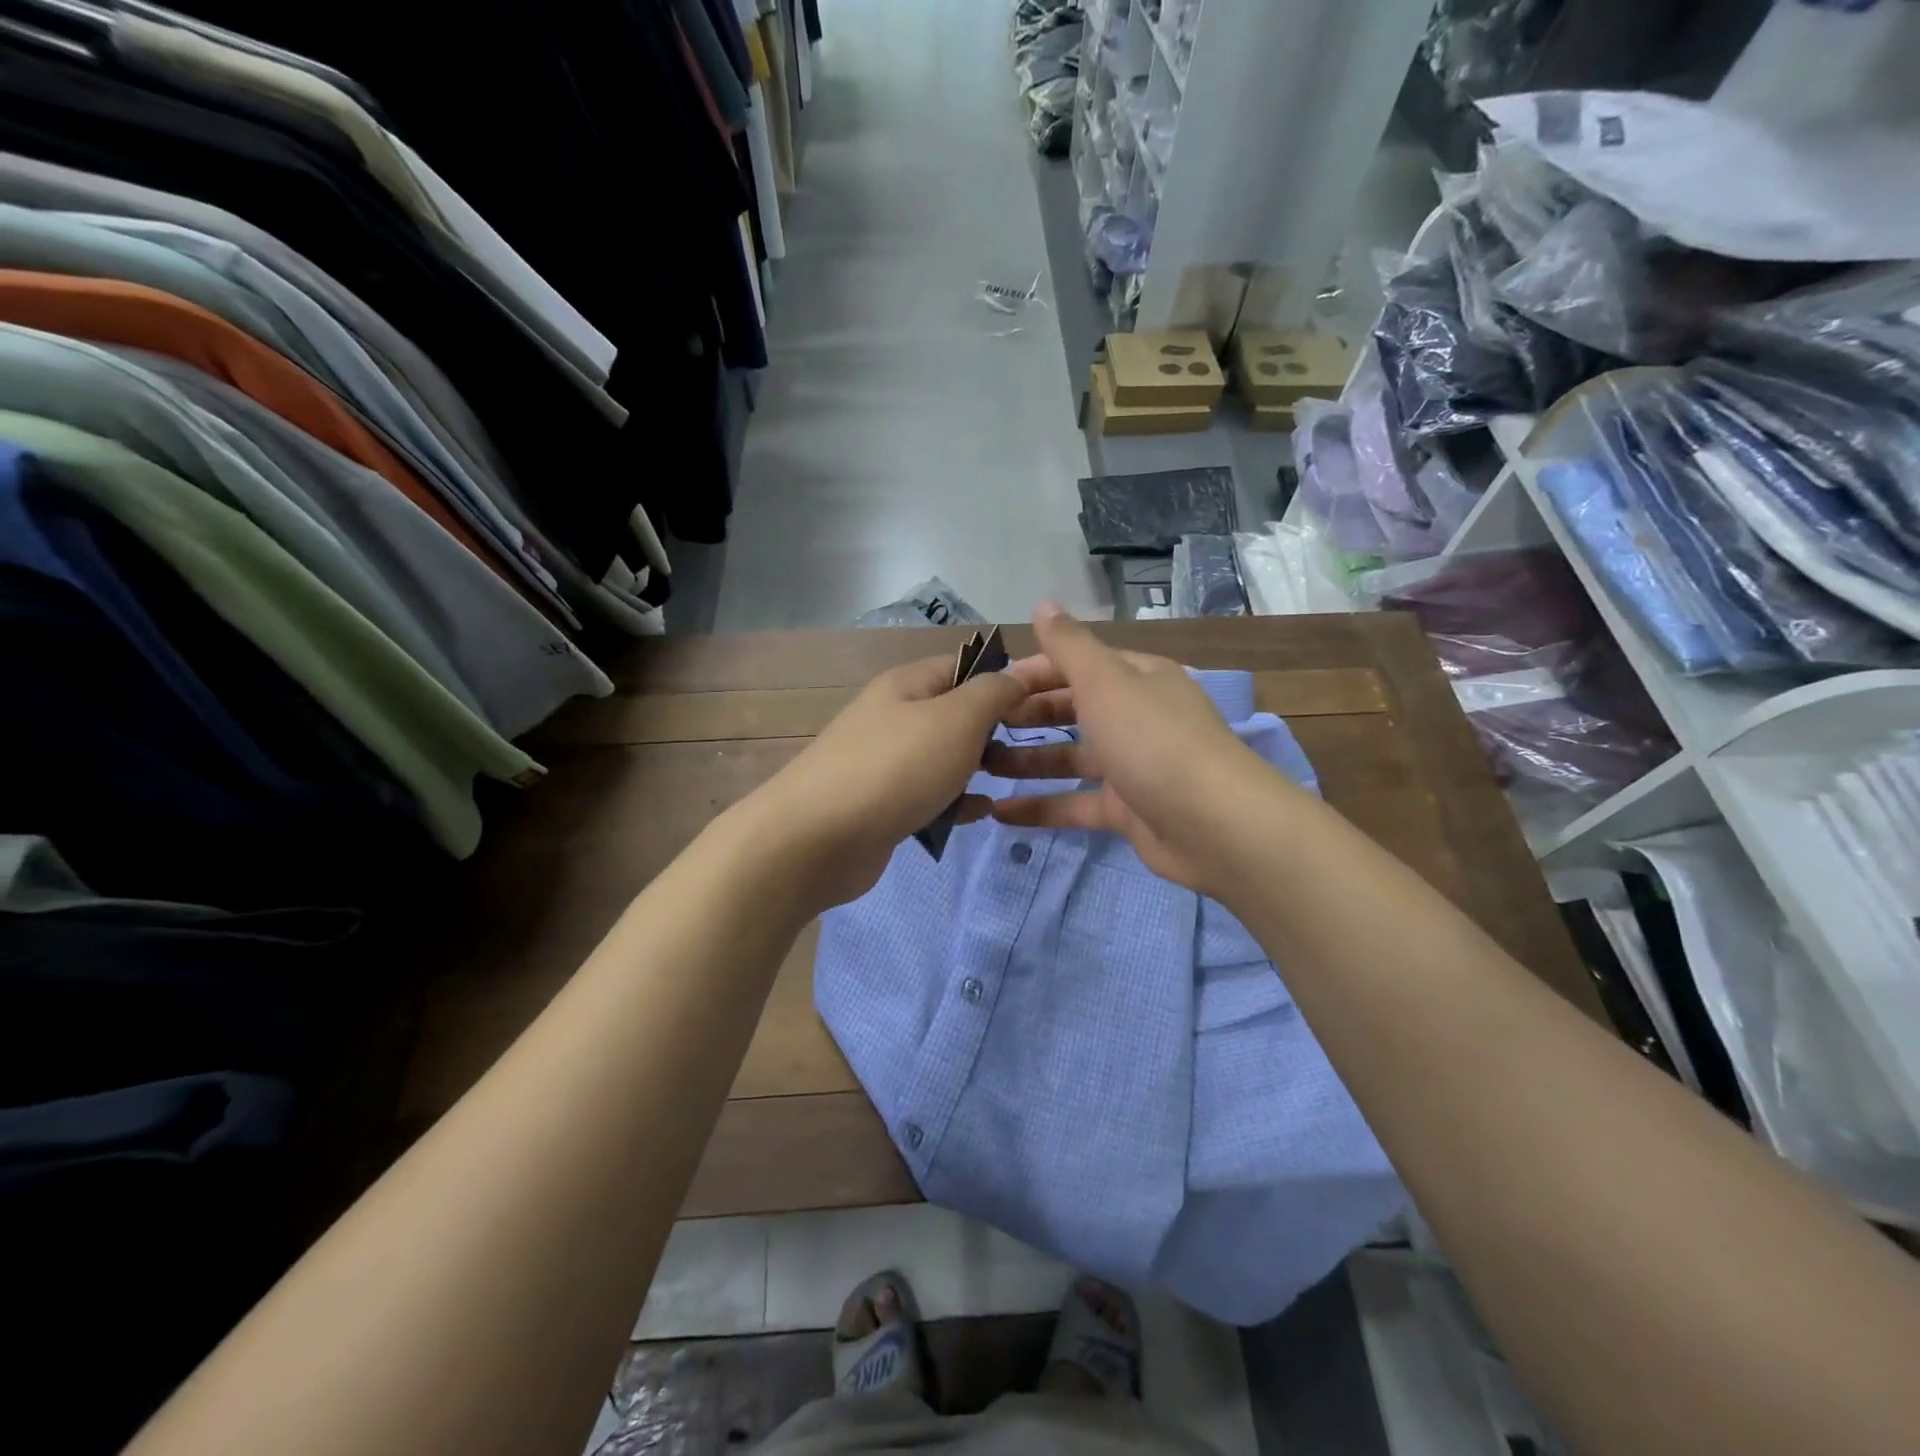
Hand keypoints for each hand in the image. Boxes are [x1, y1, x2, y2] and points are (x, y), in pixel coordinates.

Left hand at [741, 652, 1028, 912]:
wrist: (817, 839)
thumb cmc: (896, 768)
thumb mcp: (957, 718)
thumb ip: (992, 693)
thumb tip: (1014, 676)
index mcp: (907, 685)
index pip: (964, 666)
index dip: (1004, 679)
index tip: (1042, 703)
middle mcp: (893, 717)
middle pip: (955, 713)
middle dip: (993, 729)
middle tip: (1030, 749)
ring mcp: (884, 763)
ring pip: (943, 757)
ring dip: (976, 768)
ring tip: (1009, 780)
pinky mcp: (882, 805)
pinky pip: (929, 795)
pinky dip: (955, 801)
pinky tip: (980, 814)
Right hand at [987, 602, 1281, 895]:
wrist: (1215, 825)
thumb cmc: (1154, 741)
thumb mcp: (1107, 683)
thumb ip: (1070, 646)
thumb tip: (1043, 603)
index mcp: (1136, 678)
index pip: (1074, 665)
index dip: (1029, 673)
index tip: (984, 689)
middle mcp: (1135, 716)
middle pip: (1071, 709)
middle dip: (1025, 716)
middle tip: (976, 728)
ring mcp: (1132, 765)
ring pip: (1070, 757)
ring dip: (1027, 760)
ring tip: (979, 767)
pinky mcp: (1127, 810)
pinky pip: (1075, 804)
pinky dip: (1041, 807)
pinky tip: (1000, 812)